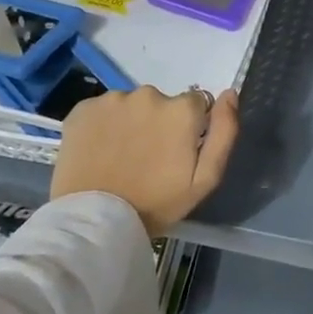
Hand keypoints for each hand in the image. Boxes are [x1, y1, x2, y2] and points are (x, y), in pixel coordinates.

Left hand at [50, 86, 240, 236]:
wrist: (96, 219)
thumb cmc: (157, 203)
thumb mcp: (206, 178)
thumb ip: (225, 132)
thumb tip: (229, 94)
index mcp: (181, 110)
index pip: (197, 104)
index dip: (190, 128)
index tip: (178, 153)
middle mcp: (148, 94)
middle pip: (163, 103)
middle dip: (160, 123)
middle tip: (149, 158)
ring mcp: (112, 99)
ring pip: (132, 105)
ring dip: (132, 122)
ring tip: (123, 156)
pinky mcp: (83, 108)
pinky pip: (103, 110)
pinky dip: (105, 125)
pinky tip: (101, 150)